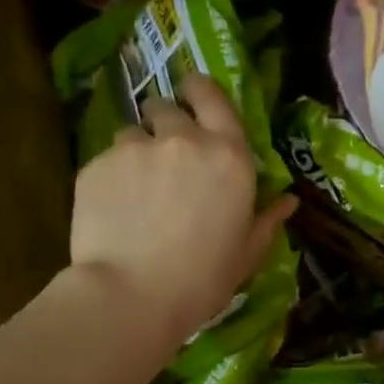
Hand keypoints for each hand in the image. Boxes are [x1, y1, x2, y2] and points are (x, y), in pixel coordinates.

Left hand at [70, 72, 293, 354]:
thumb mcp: (245, 254)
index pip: (212, 96)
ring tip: (134, 189)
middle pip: (165, 107)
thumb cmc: (202, 279)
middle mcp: (182, 140)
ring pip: (131, 132)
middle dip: (164, 121)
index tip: (191, 93)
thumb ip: (266, 221)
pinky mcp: (96, 165)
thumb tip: (288, 201)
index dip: (199, 89)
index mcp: (228, 156)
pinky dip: (110, 177)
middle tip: (163, 156)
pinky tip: (112, 210)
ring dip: (135, 151)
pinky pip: (105, 159)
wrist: (133, 294)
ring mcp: (135, 148)